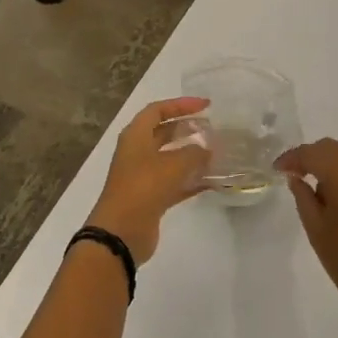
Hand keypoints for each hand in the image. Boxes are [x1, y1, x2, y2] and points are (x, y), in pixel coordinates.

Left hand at [85, 97, 212, 264]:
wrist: (121, 232)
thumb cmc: (144, 187)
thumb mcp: (173, 165)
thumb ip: (194, 154)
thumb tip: (207, 150)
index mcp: (135, 136)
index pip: (158, 110)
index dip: (181, 105)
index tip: (206, 106)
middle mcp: (137, 152)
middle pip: (163, 133)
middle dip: (187, 129)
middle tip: (212, 129)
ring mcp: (143, 176)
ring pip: (170, 159)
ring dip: (191, 156)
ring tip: (216, 153)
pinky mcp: (150, 198)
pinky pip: (174, 183)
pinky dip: (191, 180)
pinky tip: (212, 181)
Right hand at [279, 139, 337, 337]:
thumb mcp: (316, 231)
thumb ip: (304, 198)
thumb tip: (297, 178)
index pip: (313, 152)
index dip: (293, 157)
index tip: (278, 169)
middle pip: (336, 150)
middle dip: (313, 157)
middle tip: (295, 174)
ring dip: (334, 170)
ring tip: (319, 194)